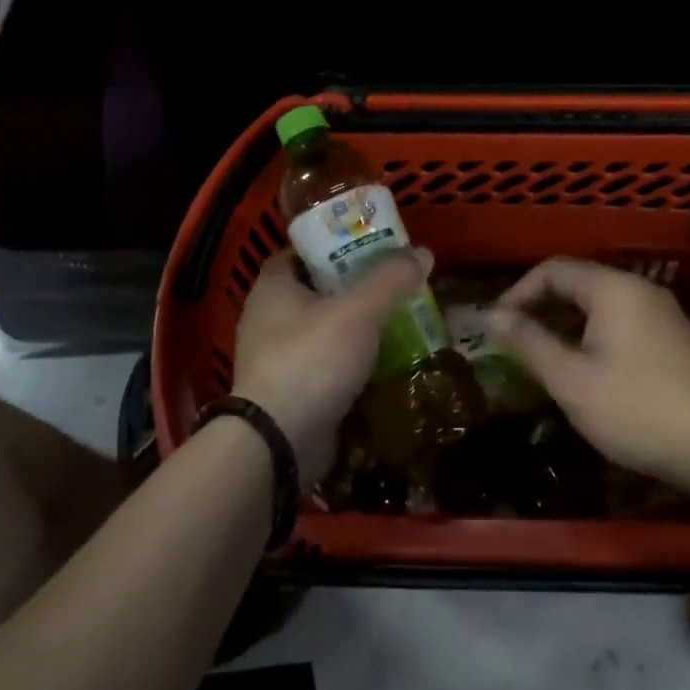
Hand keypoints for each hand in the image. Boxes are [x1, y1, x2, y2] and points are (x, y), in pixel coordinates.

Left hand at [233, 249, 429, 484]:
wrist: (278, 444)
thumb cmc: (312, 360)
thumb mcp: (358, 311)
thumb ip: (390, 279)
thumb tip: (422, 252)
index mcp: (273, 287)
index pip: (302, 252)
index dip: (335, 244)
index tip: (371, 245)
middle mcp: (267, 318)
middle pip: (317, 290)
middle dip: (354, 286)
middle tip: (394, 283)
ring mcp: (276, 358)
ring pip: (323, 330)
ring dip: (356, 327)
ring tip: (398, 321)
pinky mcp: (289, 392)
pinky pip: (325, 365)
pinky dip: (351, 361)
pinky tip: (383, 362)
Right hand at [489, 259, 689, 495]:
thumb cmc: (638, 409)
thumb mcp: (572, 380)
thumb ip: (529, 343)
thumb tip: (491, 316)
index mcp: (613, 288)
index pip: (552, 270)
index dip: (518, 293)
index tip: (496, 327)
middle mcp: (639, 290)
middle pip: (577, 283)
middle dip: (540, 309)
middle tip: (515, 345)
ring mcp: (662, 314)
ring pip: (600, 306)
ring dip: (566, 326)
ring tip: (545, 361)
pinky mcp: (675, 339)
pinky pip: (621, 323)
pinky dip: (593, 337)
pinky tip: (587, 372)